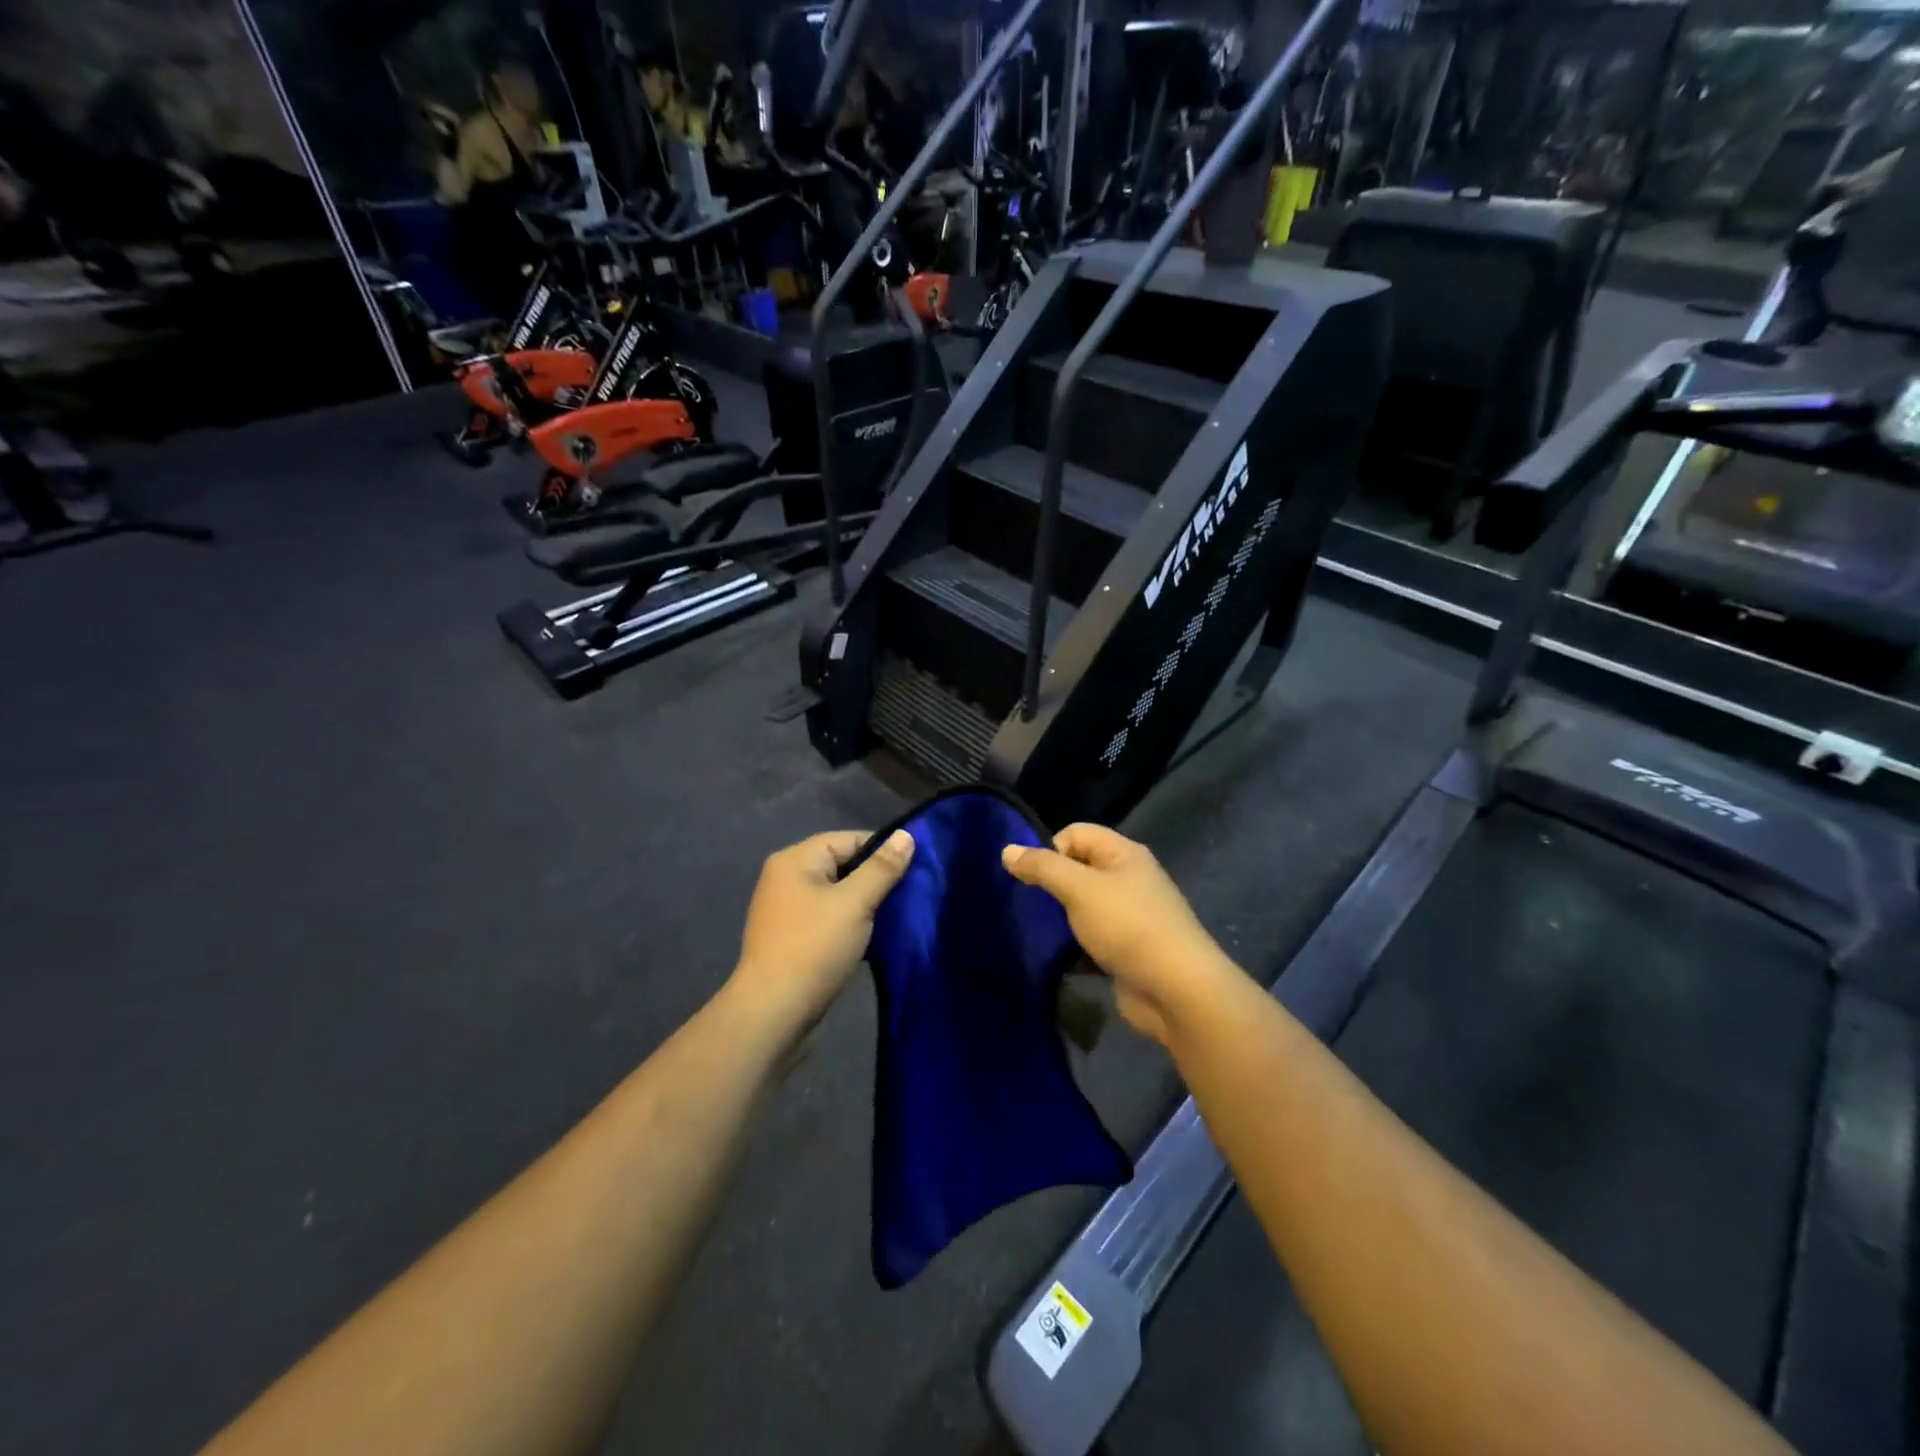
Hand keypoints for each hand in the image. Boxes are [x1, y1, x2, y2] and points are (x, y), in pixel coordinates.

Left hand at [731, 830, 915, 1037]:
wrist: (773, 1013)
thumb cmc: (814, 948)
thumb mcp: (855, 903)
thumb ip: (882, 868)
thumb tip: (906, 835)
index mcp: (796, 860)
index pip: (848, 839)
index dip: (882, 851)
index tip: (914, 869)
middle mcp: (786, 878)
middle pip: (842, 865)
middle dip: (875, 879)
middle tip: (909, 895)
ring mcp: (787, 910)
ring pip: (837, 894)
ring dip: (864, 904)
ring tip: (896, 916)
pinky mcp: (792, 938)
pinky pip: (829, 918)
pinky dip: (850, 924)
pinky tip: (873, 938)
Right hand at [1003, 825, 1243, 1045]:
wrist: (1176, 990)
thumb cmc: (1127, 926)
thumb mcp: (1079, 889)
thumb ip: (1042, 867)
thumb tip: (1007, 850)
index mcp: (1123, 853)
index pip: (1075, 833)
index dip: (1050, 850)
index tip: (1033, 879)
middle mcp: (1128, 878)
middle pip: (1078, 869)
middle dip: (1051, 886)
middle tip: (1029, 907)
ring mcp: (1130, 916)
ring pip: (1083, 906)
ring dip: (1061, 919)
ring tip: (1037, 934)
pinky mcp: (1127, 950)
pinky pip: (1092, 938)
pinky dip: (1074, 947)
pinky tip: (1058, 960)